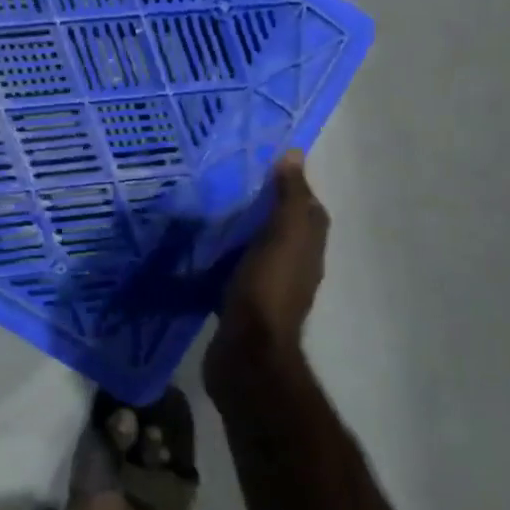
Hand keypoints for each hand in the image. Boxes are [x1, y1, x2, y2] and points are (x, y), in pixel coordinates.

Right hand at [206, 151, 329, 376]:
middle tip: (229, 185)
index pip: (309, 211)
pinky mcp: (242, 305)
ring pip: (258, 251)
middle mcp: (294, 268)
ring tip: (210, 212)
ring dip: (241, 234)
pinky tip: (200, 251)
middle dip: (263, 209)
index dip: (293, 188)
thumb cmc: (267, 289)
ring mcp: (268, 289)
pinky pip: (234, 272)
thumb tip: (295, 155)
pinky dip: (223, 259)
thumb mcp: (281, 236)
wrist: (247, 353)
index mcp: (307, 250)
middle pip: (284, 231)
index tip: (264, 167)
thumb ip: (289, 198)